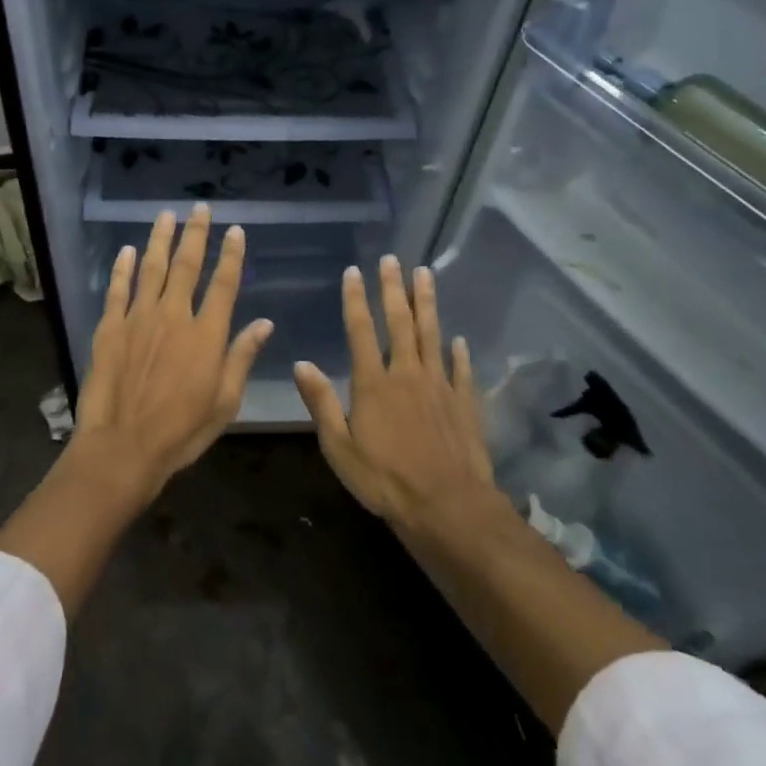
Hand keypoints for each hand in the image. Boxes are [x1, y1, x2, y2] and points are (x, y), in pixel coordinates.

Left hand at [72, 206, 273, 498]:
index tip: (236, 230)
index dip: (231, 255)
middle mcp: (174, 316)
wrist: (123, 446)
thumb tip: (265, 323)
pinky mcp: (110, 328)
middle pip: (187, 266)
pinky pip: (118, 289)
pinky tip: (128, 250)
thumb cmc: (181, 430)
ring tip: (166, 215)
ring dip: (160, 239)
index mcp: (207, 334)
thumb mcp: (225, 401)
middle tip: (200, 208)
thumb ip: (242, 357)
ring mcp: (138, 318)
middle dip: (195, 234)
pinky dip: (123, 268)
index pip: (224, 284)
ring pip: (151, 269)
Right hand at [293, 257, 494, 527]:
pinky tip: (458, 339)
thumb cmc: (384, 479)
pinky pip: (461, 370)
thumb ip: (321, 402)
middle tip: (392, 260)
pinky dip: (459, 353)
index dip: (355, 300)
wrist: (446, 505)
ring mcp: (439, 386)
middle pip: (400, 323)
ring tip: (425, 274)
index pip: (361, 331)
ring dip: (427, 303)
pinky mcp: (464, 403)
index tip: (354, 271)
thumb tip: (301, 363)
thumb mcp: (339, 446)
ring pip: (432, 335)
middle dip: (393, 289)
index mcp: (373, 383)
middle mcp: (407, 374)